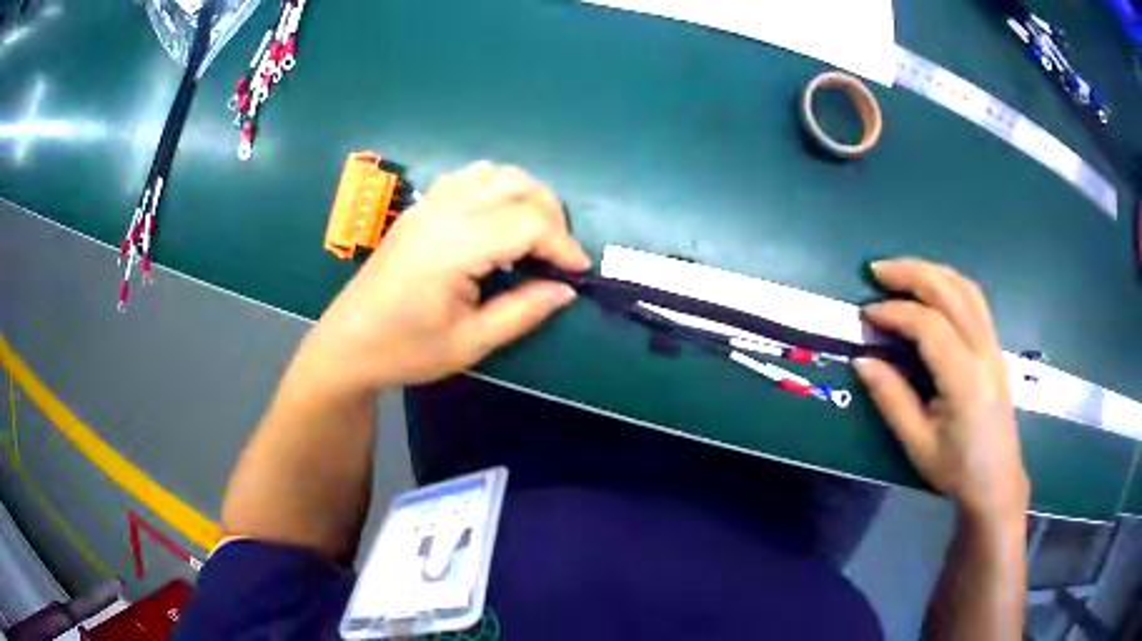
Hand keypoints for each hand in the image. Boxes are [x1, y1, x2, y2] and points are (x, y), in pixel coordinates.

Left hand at [293, 161, 590, 396]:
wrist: (348, 342)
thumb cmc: (406, 349)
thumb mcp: (470, 343)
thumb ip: (522, 311)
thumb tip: (566, 290)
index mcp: (454, 249)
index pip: (527, 223)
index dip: (563, 244)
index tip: (578, 273)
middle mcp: (443, 213)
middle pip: (517, 185)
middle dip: (552, 215)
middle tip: (559, 254)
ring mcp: (429, 204)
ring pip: (495, 173)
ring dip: (527, 195)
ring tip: (536, 234)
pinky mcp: (421, 206)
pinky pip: (470, 177)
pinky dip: (498, 188)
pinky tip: (500, 219)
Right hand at [855, 259, 1028, 525]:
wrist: (997, 482)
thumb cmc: (956, 470)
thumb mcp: (917, 443)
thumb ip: (891, 398)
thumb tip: (862, 360)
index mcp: (964, 379)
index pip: (929, 325)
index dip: (894, 312)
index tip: (866, 315)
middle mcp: (984, 351)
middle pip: (950, 292)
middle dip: (911, 273)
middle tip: (877, 271)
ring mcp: (993, 345)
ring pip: (966, 288)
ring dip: (932, 272)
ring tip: (901, 272)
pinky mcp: (995, 347)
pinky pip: (974, 300)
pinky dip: (950, 283)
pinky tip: (933, 289)